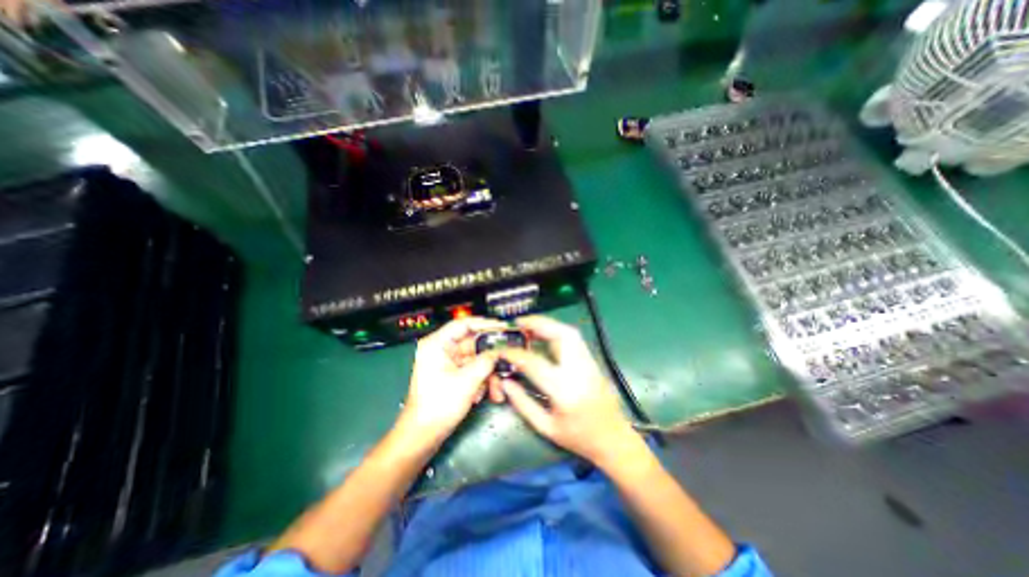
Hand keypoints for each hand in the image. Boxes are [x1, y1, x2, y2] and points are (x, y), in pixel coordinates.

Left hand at [398, 315, 504, 444]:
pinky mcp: (454, 375)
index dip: (485, 324)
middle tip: (508, 360)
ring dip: (489, 374)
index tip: (504, 327)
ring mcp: (449, 363)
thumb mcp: (466, 381)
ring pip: (477, 360)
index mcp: (437, 344)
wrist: (422, 436)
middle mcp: (443, 350)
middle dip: (491, 358)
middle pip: (474, 344)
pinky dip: (482, 381)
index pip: (464, 324)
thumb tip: (500, 352)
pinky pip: (473, 371)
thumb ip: (486, 362)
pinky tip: (485, 395)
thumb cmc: (438, 406)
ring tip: (497, 390)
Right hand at [497, 316, 634, 464]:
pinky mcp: (593, 362)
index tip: (502, 351)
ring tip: (531, 326)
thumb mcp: (546, 427)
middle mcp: (579, 371)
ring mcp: (590, 364)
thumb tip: (505, 382)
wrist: (614, 440)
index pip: (535, 363)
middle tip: (520, 323)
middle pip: (562, 335)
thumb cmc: (579, 438)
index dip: (515, 354)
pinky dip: (558, 332)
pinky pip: (575, 340)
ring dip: (549, 325)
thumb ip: (522, 403)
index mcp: (564, 391)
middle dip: (539, 324)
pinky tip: (546, 336)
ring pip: (571, 333)